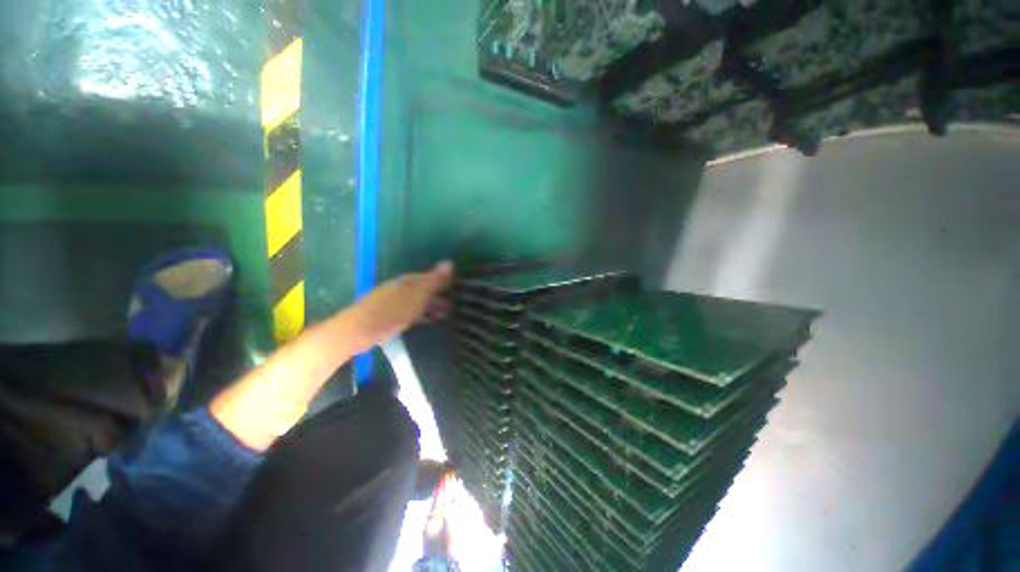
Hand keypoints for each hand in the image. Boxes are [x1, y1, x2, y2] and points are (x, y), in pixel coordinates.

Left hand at [343, 261, 453, 352]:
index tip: (459, 290)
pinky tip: (427, 322)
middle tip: (456, 306)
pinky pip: (412, 311)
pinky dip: (423, 314)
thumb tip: (450, 263)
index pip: (431, 277)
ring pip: (419, 301)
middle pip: (425, 289)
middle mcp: (402, 288)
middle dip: (440, 295)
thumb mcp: (417, 294)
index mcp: (409, 280)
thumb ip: (434, 280)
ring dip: (432, 306)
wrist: (358, 331)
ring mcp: (395, 302)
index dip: (445, 282)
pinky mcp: (390, 316)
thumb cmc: (392, 311)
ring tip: (446, 316)